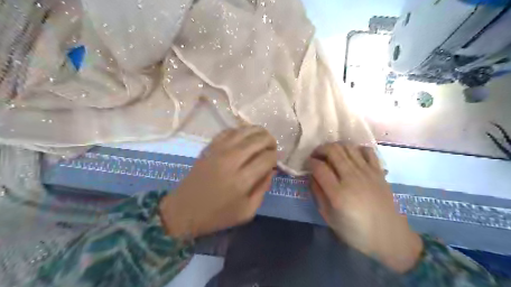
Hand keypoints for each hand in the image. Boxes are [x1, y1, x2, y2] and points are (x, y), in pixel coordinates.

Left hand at [160, 126, 277, 238]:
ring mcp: (219, 151)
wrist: (184, 210)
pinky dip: (240, 131)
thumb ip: (263, 189)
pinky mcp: (209, 147)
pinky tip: (244, 137)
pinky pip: (229, 131)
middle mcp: (232, 160)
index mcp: (242, 180)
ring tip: (262, 138)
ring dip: (258, 132)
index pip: (267, 158)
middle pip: (258, 140)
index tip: (275, 161)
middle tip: (272, 147)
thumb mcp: (247, 211)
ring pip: (244, 131)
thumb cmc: (217, 215)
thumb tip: (272, 169)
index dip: (275, 157)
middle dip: (270, 141)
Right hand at [309, 144, 421, 272]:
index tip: (307, 164)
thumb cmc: (355, 231)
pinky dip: (356, 148)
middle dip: (320, 149)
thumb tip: (312, 176)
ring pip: (348, 147)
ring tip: (330, 154)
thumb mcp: (329, 218)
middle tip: (316, 156)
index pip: (319, 167)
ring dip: (335, 146)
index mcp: (338, 194)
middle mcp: (352, 178)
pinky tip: (351, 156)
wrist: (389, 237)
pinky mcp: (379, 172)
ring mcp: (367, 172)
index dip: (310, 162)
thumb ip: (318, 194)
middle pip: (333, 151)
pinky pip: (367, 151)